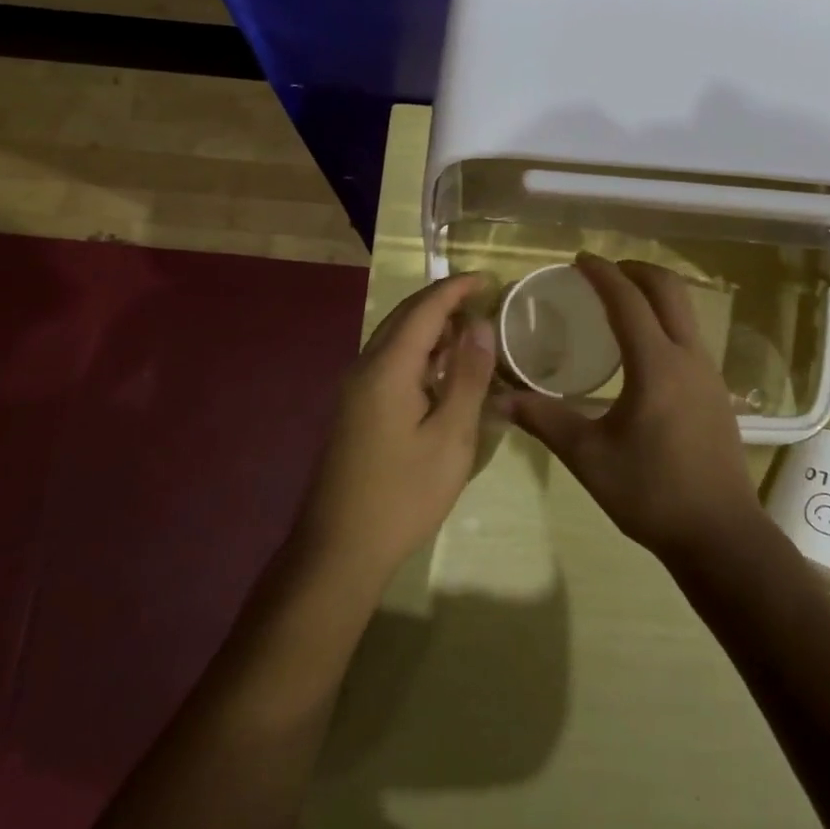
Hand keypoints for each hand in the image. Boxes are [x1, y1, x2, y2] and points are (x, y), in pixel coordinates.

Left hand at [298, 273, 496, 578]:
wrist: (339, 549)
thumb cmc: (404, 494)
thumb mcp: (451, 437)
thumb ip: (468, 378)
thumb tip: (481, 326)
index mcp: (387, 368)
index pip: (425, 308)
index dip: (457, 288)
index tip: (489, 279)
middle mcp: (365, 367)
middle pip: (405, 317)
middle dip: (444, 302)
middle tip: (484, 301)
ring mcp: (355, 389)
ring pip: (395, 339)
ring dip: (431, 327)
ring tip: (471, 331)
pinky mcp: (355, 410)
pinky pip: (389, 362)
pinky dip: (419, 353)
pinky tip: (442, 370)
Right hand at [499, 254, 766, 570]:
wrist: (720, 534)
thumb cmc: (651, 493)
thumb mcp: (589, 457)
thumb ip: (544, 421)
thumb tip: (499, 400)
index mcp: (657, 364)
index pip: (628, 300)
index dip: (603, 273)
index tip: (579, 259)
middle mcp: (689, 357)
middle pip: (668, 290)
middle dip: (636, 270)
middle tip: (602, 272)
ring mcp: (709, 373)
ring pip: (685, 311)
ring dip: (654, 294)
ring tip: (620, 302)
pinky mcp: (717, 392)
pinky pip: (690, 336)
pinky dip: (666, 321)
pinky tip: (644, 350)